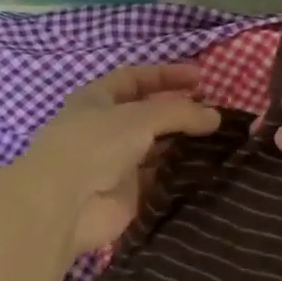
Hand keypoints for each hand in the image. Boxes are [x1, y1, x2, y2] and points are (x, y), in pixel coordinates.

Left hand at [14, 65, 220, 256]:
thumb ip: (180, 113)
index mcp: (97, 99)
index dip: (166, 75)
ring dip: (182, 142)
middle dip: (179, 111)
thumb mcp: (140, 117)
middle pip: (148, 114)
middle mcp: (105, 128)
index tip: (200, 77)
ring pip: (156, 146)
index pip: (135, 78)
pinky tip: (206, 167)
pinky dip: (180, 171)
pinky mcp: (127, 193)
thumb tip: (215, 117)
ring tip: (218, 139)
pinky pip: (159, 177)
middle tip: (214, 112)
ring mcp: (115, 162)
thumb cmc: (94, 145)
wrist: (63, 205)